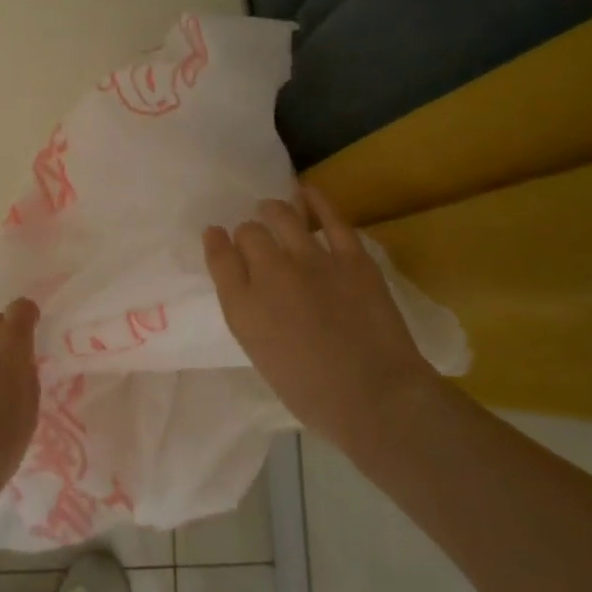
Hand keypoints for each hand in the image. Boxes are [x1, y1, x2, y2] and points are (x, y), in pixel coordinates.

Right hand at [204, 188, 441, 456]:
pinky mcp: (351, 257)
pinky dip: (316, 201)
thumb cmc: (312, 394)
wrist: (375, 398)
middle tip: (255, 237)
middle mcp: (269, 275)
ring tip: (272, 208)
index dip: (216, 242)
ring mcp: (311, 261)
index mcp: (243, 308)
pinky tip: (307, 193)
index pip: (219, 258)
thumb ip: (249, 314)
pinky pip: (330, 217)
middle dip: (247, 232)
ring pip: (282, 216)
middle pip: (248, 233)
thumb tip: (249, 287)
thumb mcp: (261, 355)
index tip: (216, 235)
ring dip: (273, 210)